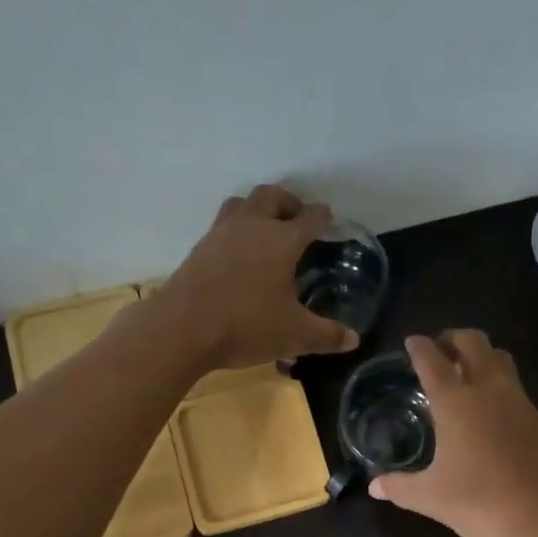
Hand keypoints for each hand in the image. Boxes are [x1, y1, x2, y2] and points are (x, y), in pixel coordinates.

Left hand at [160, 185, 360, 369]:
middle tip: (297, 217)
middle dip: (288, 202)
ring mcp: (221, 234)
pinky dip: (236, 230)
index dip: (322, 216)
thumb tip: (353, 340)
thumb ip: (326, 335)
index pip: (309, 218)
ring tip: (266, 227)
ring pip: (242, 204)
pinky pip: (222, 226)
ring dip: (257, 208)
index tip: (328, 217)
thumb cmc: (247, 325)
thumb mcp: (294, 335)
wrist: (184, 328)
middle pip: (271, 197)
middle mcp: (252, 227)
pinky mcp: (199, 249)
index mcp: (282, 240)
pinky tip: (238, 253)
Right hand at [369, 331, 537, 536]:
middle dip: (453, 339)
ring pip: (500, 358)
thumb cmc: (481, 503)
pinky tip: (488, 409)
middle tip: (438, 351)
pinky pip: (514, 385)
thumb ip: (400, 487)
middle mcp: (489, 390)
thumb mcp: (431, 498)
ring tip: (464, 373)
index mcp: (456, 402)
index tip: (411, 342)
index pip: (433, 360)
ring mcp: (518, 402)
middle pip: (473, 342)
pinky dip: (498, 382)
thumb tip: (374, 487)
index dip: (419, 347)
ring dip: (480, 355)